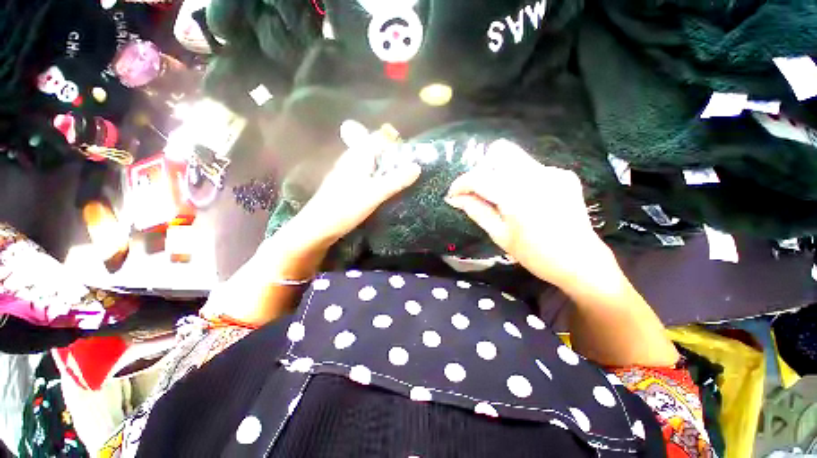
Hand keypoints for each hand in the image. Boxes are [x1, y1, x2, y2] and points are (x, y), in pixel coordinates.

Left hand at [287, 138, 421, 248]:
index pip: (379, 137)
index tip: (410, 155)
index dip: (395, 142)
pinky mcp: (348, 185)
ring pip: (372, 163)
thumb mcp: (374, 194)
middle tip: (409, 169)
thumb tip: (417, 167)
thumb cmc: (344, 208)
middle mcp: (352, 159)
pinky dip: (379, 178)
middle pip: (376, 149)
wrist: (317, 228)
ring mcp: (348, 172)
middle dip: (393, 156)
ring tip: (401, 180)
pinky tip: (385, 190)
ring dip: (387, 169)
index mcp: (358, 156)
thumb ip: (395, 181)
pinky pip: (367, 175)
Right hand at [446, 139, 612, 287]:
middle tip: (478, 192)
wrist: (581, 262)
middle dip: (482, 169)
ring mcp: (553, 172)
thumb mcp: (500, 235)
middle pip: (500, 152)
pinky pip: (531, 168)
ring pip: (515, 158)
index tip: (453, 194)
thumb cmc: (535, 255)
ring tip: (499, 197)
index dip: (461, 184)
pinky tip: (524, 199)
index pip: (480, 177)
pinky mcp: (564, 174)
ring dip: (499, 173)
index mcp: (518, 196)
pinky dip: (518, 179)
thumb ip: (476, 211)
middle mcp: (537, 175)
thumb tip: (454, 199)